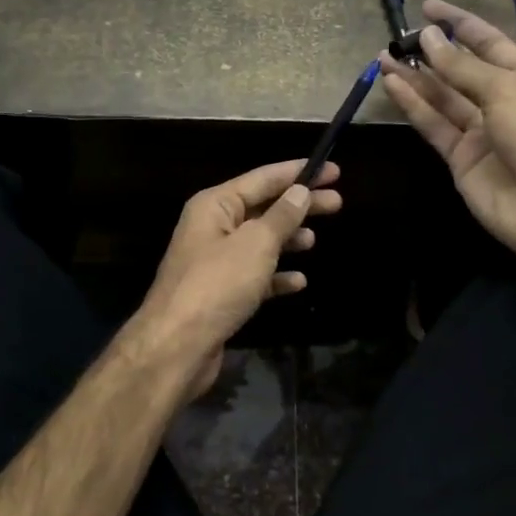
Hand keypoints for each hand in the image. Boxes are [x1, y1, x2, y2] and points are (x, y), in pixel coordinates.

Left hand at [130, 159, 342, 399]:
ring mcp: (215, 261)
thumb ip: (282, 216)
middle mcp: (212, 227)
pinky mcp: (220, 293)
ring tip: (315, 239)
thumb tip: (300, 190)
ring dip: (287, 239)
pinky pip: (255, 275)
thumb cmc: (217, 284)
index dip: (298, 172)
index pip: (262, 178)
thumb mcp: (256, 244)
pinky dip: (276, 275)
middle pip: (263, 208)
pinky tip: (299, 281)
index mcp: (215, 205)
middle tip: (337, 202)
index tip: (332, 170)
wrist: (177, 346)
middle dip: (299, 205)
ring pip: (259, 241)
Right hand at [380, 0, 515, 256]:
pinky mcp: (459, 156)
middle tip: (398, 36)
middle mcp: (501, 100)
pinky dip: (413, 105)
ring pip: (441, 96)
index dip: (459, 22)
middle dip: (431, 51)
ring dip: (414, 77)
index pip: (487, 41)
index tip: (428, 7)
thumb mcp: (505, 91)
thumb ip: (461, 66)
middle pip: (460, 69)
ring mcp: (479, 130)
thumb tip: (427, 37)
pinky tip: (392, 84)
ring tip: (384, 57)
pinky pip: (432, 124)